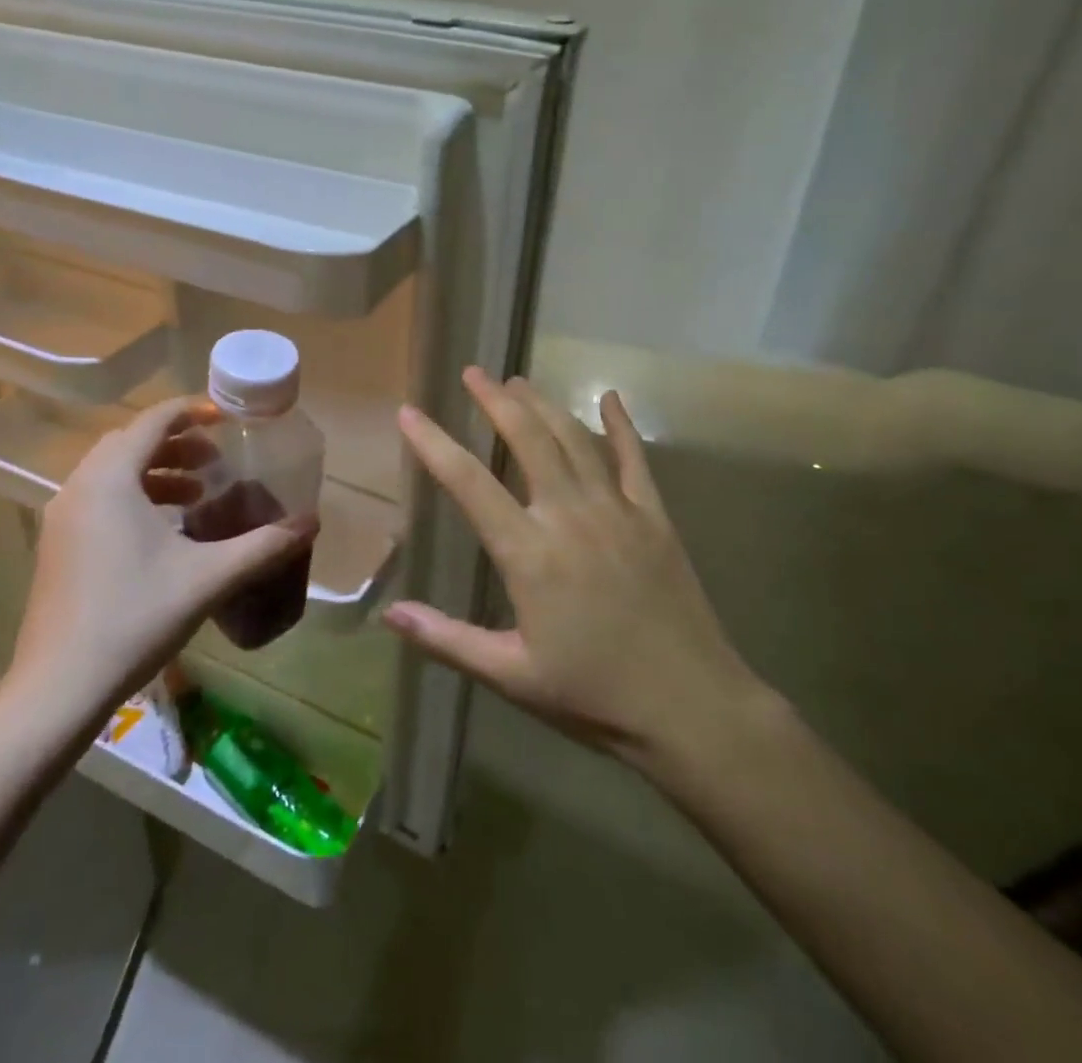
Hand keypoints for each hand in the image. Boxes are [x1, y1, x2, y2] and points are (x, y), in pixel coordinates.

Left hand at [3, 398, 313, 720]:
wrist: (58, 688)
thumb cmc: (135, 617)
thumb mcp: (209, 578)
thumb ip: (263, 546)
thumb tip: (310, 524)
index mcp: (111, 479)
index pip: (153, 421)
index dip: (192, 410)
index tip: (227, 418)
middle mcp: (79, 488)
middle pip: (130, 442)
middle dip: (176, 444)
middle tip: (215, 461)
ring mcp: (62, 519)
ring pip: (112, 472)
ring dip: (156, 472)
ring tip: (197, 495)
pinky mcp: (58, 547)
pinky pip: (99, 499)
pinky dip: (134, 497)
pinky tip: (164, 533)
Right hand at [383, 369, 771, 771]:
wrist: (691, 708)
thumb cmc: (594, 696)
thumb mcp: (511, 676)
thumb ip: (447, 639)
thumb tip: (390, 614)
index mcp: (528, 554)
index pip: (468, 483)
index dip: (434, 444)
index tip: (409, 412)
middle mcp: (569, 516)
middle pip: (527, 439)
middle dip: (495, 401)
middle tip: (473, 373)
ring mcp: (616, 510)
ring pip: (573, 439)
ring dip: (543, 404)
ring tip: (518, 381)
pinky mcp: (653, 517)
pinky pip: (634, 458)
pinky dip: (620, 424)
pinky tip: (609, 397)